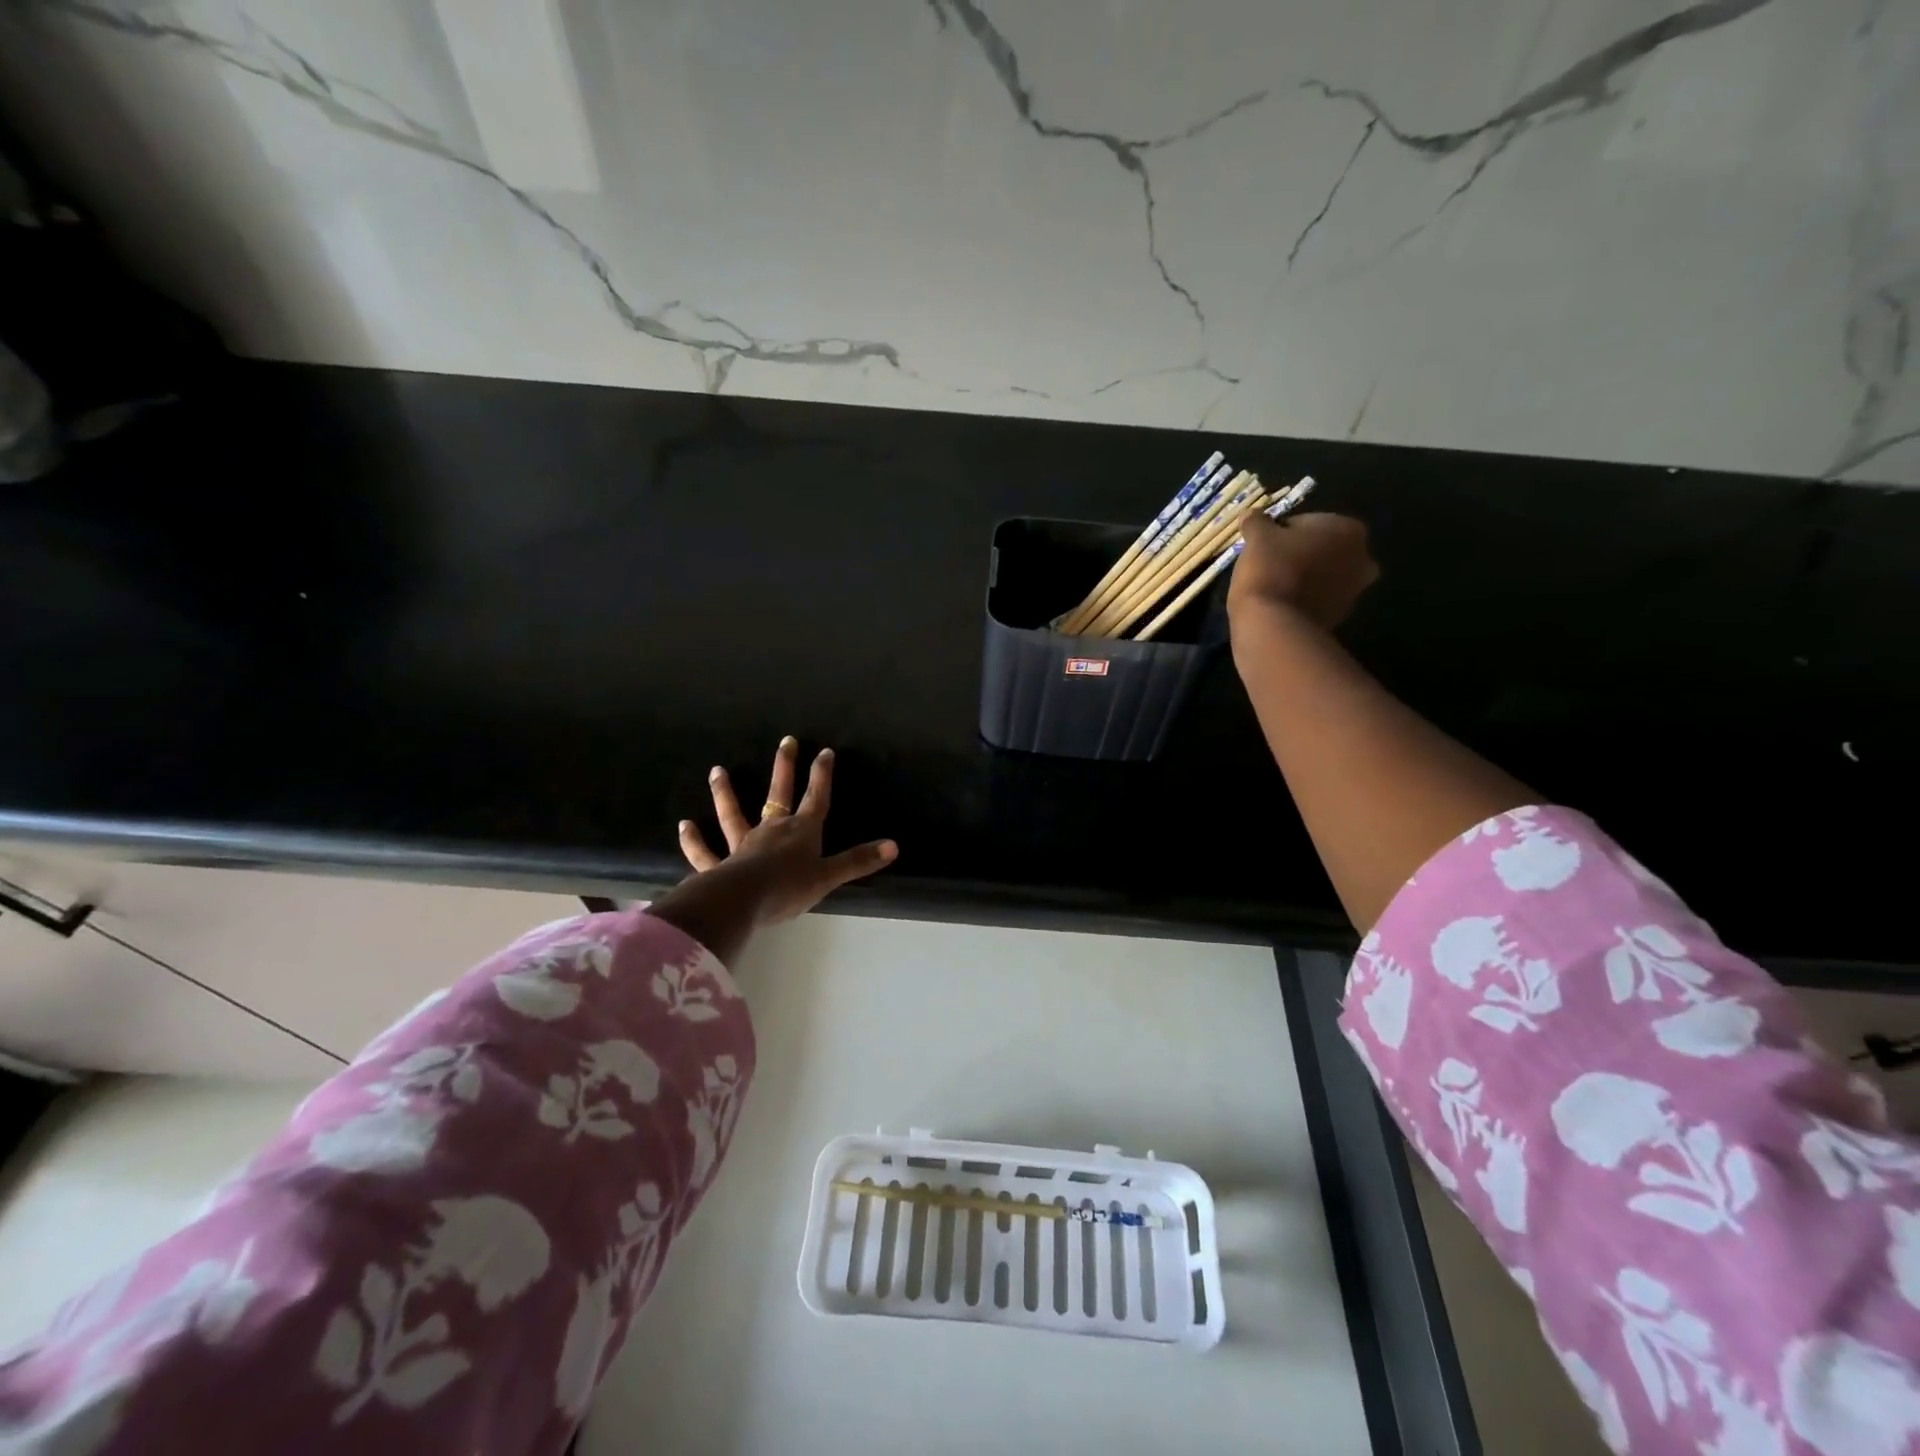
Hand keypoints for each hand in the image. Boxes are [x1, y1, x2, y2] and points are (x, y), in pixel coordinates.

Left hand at [676, 736, 897, 926]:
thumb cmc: (789, 888)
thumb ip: (858, 861)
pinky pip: (704, 852)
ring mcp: (742, 845)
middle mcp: (772, 830)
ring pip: (733, 814)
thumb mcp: (829, 876)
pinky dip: (693, 840)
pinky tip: (684, 825)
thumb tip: (894, 846)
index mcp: (801, 832)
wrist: (744, 901)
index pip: (816, 798)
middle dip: (785, 767)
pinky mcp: (719, 866)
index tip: (825, 751)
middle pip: (778, 794)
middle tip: (786, 741)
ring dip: (725, 793)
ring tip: (717, 770)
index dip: (822, 775)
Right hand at [1228, 512, 1379, 630]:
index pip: (1308, 522)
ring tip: (1272, 586)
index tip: (1263, 545)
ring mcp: (1354, 592)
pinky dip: (1303, 599)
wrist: (1273, 623)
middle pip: (1322, 549)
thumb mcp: (1257, 537)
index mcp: (1349, 529)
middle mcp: (1362, 558)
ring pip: (1322, 576)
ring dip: (1303, 577)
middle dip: (1300, 554)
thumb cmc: (1270, 568)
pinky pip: (1318, 600)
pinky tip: (1280, 603)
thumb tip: (1252, 514)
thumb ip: (1258, 521)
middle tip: (1269, 564)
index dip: (1281, 532)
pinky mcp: (1339, 618)